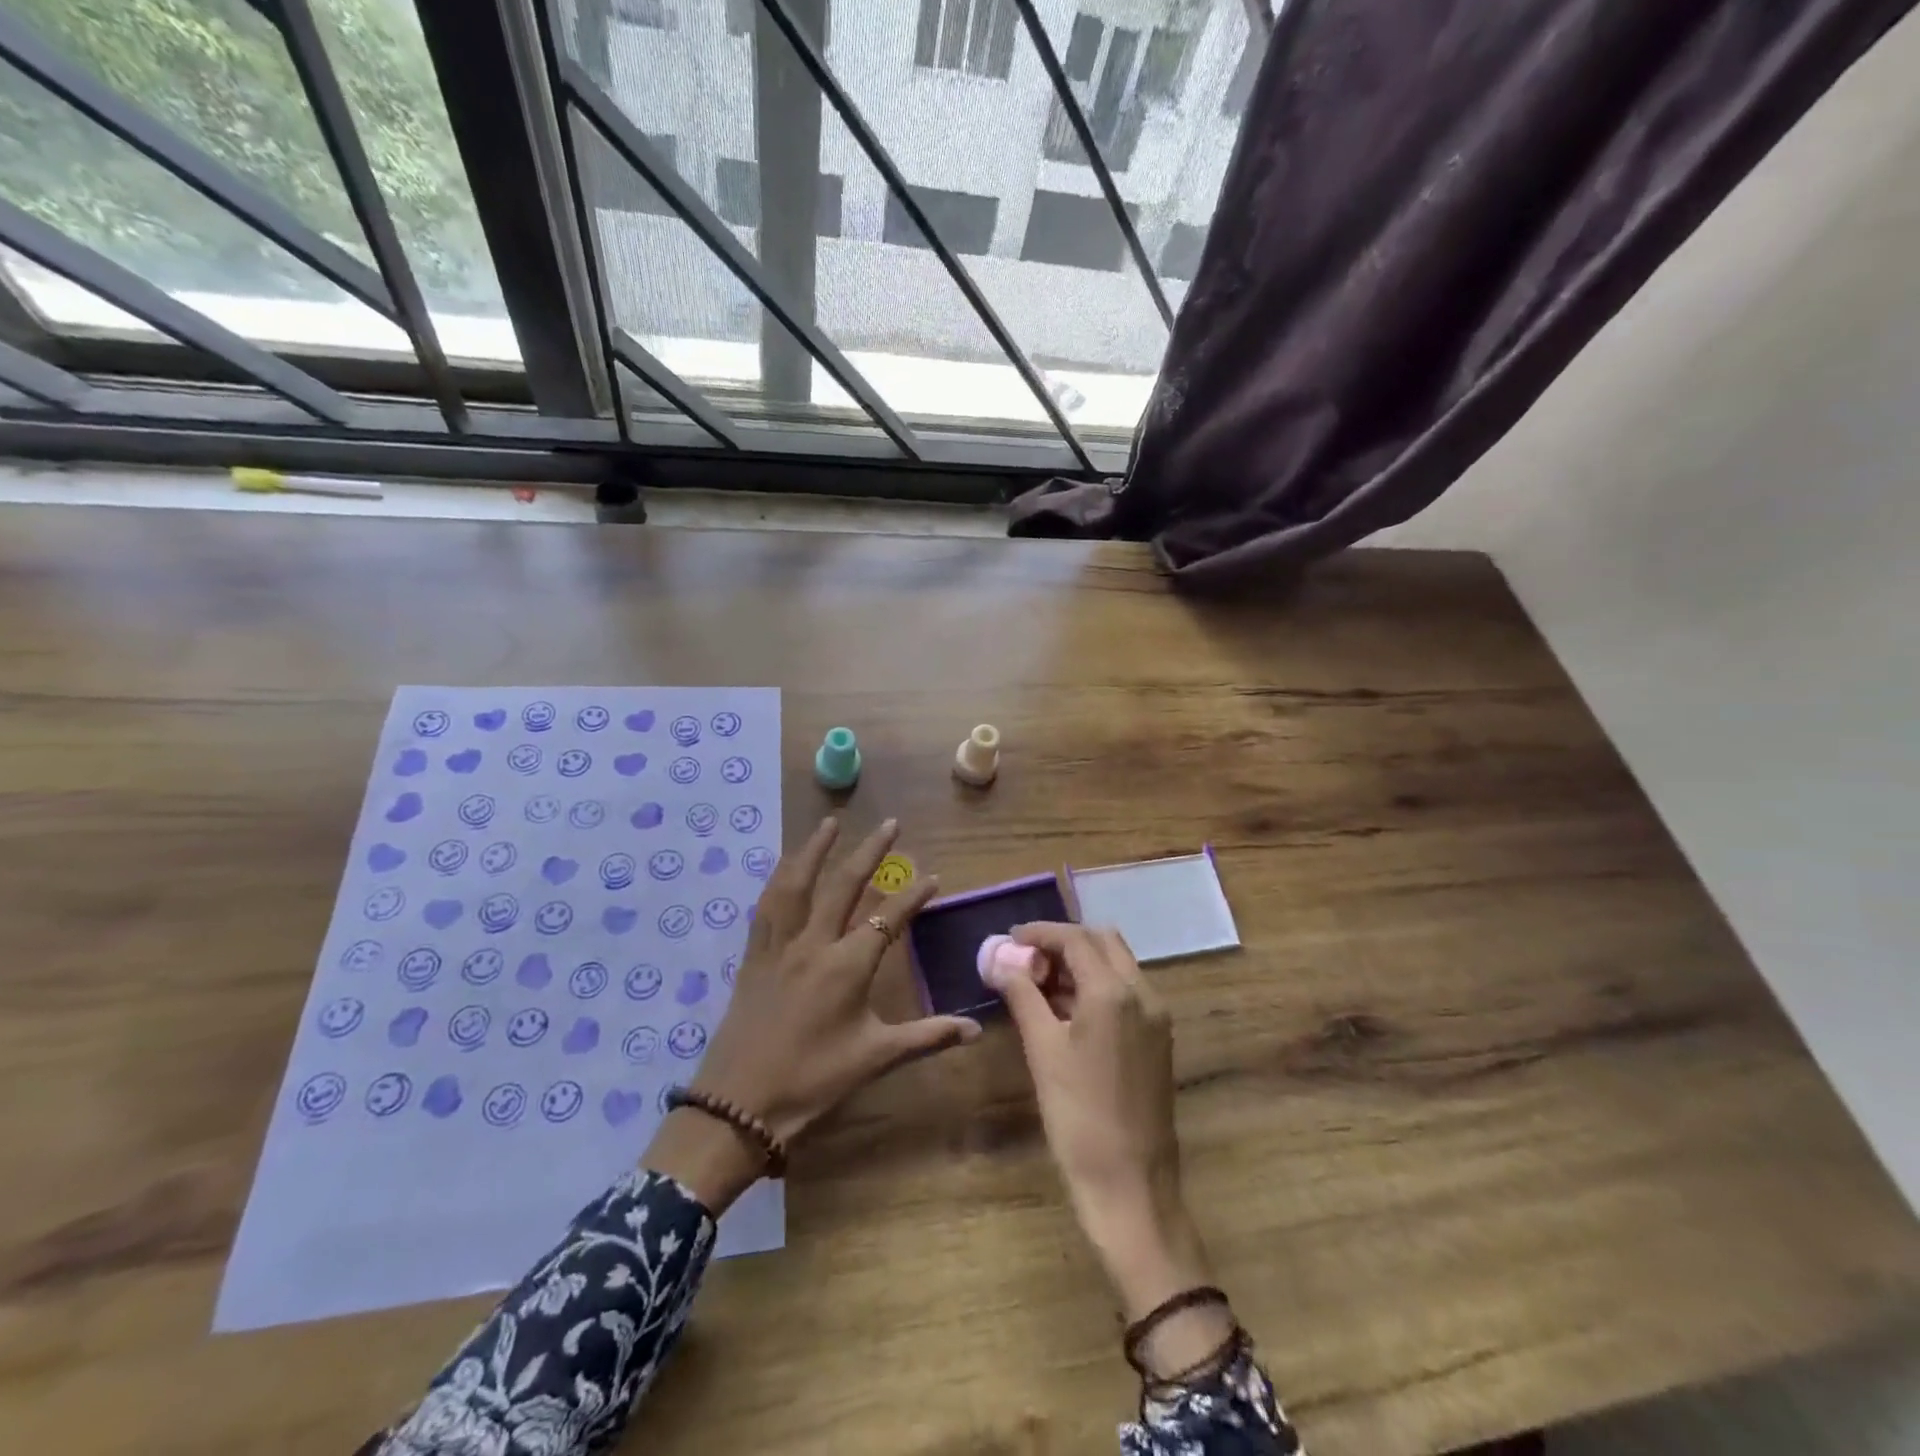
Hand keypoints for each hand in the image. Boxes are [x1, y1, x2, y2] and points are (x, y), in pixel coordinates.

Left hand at [644, 818, 980, 1209]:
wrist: (739, 1105)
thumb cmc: (813, 1081)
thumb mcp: (875, 1058)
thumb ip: (927, 1037)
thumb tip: (975, 1030)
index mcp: (847, 966)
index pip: (889, 919)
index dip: (913, 896)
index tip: (933, 875)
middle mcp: (813, 944)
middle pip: (844, 886)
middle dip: (869, 852)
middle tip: (889, 823)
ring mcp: (779, 947)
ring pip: (796, 885)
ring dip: (814, 850)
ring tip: (829, 822)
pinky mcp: (753, 957)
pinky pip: (765, 908)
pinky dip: (777, 881)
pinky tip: (783, 868)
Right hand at [987, 923, 1227, 1366]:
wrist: (1131, 1184)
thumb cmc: (1078, 1116)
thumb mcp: (1042, 1050)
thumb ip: (1022, 995)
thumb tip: (999, 960)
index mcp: (1114, 991)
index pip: (1076, 938)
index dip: (1040, 933)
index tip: (1010, 939)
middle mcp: (1143, 993)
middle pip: (1103, 941)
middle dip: (1064, 942)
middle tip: (1028, 960)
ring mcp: (1157, 1016)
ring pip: (1118, 964)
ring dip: (1082, 962)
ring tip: (1041, 983)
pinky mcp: (1159, 1038)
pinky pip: (1127, 991)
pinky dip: (1097, 985)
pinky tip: (1067, 1008)